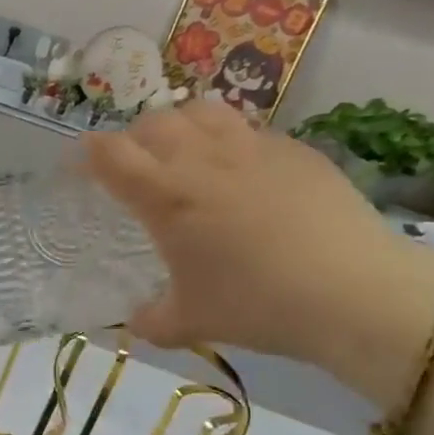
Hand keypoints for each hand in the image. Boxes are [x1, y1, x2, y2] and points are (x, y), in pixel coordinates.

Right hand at [84, 101, 419, 363]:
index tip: (79, 164)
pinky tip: (242, 171)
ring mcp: (252, 148)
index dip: (87, 153)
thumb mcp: (192, 322)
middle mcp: (202, 159)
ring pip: (201, 111)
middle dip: (133, 137)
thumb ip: (152, 320)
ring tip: (184, 151)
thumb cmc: (257, 305)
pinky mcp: (295, 150)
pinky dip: (229, 140)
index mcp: (166, 196)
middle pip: (153, 122)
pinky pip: (249, 129)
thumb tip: (135, 324)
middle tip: (133, 163)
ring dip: (181, 125)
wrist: (353, 292)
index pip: (110, 154)